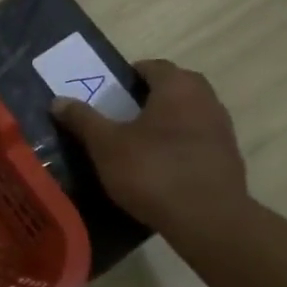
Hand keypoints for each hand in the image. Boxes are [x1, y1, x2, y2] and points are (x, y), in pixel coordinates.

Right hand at [52, 59, 252, 237]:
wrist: (208, 220)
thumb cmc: (153, 171)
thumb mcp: (106, 145)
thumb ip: (83, 119)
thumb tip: (57, 100)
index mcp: (177, 86)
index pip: (151, 66)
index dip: (128, 77)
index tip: (110, 95)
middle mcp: (206, 98)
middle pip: (174, 88)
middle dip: (149, 98)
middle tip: (122, 117)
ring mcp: (222, 128)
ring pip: (189, 114)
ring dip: (167, 122)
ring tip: (140, 144)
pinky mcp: (229, 158)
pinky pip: (199, 141)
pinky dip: (181, 146)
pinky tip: (162, 168)